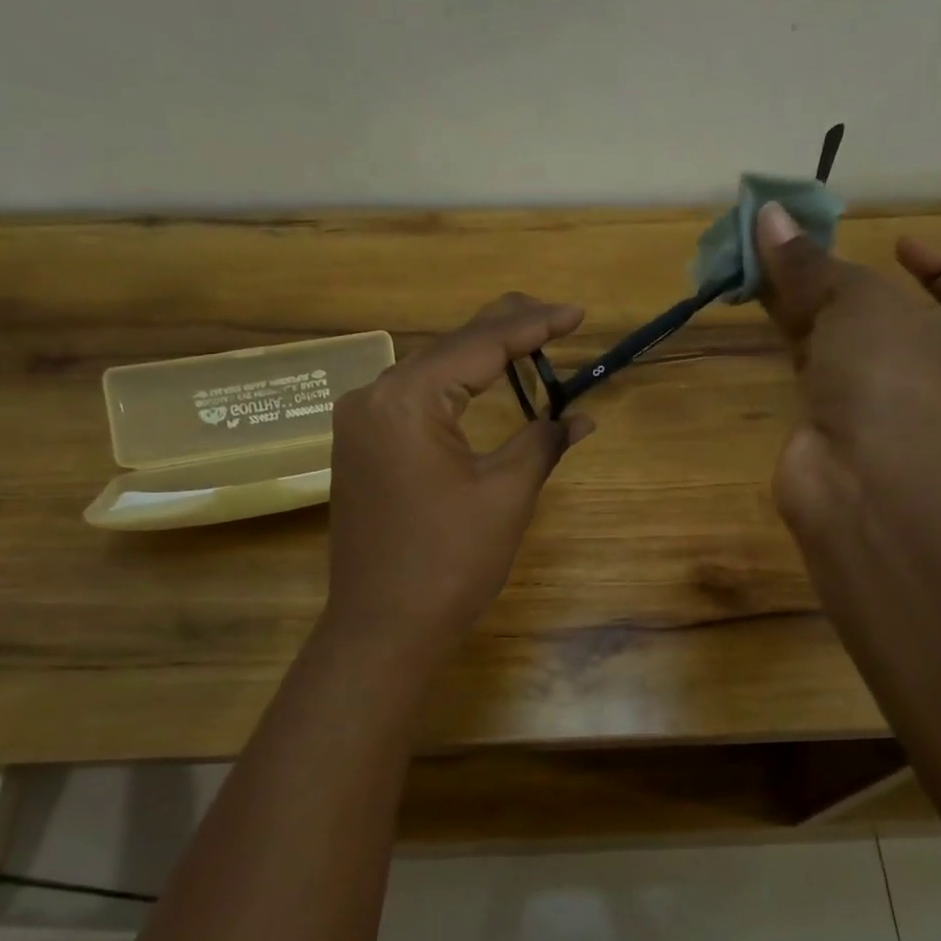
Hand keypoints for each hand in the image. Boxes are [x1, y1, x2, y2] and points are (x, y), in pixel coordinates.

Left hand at [323, 293, 592, 655]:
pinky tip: (481, 381)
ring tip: (529, 337)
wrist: (382, 627)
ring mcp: (360, 422)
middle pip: (450, 348)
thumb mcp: (506, 496)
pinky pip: (414, 400)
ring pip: (430, 372)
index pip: (480, 346)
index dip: (534, 326)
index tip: (577, 313)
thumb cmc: (449, 562)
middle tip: (557, 315)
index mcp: (407, 399)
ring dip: (479, 357)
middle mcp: (373, 396)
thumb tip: (580, 417)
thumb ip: (541, 442)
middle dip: (506, 329)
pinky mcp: (361, 447)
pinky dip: (454, 388)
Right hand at [754, 202, 940, 540]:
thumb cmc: (891, 379)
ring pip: (839, 337)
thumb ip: (811, 262)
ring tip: (761, 263)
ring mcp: (876, 397)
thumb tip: (768, 213)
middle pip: (884, 307)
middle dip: (840, 275)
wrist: (866, 485)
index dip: (936, 260)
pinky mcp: (830, 421)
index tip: (894, 243)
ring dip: (804, 302)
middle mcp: (925, 364)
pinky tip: (757, 309)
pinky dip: (788, 338)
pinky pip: (810, 367)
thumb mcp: (858, 302)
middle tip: (795, 244)